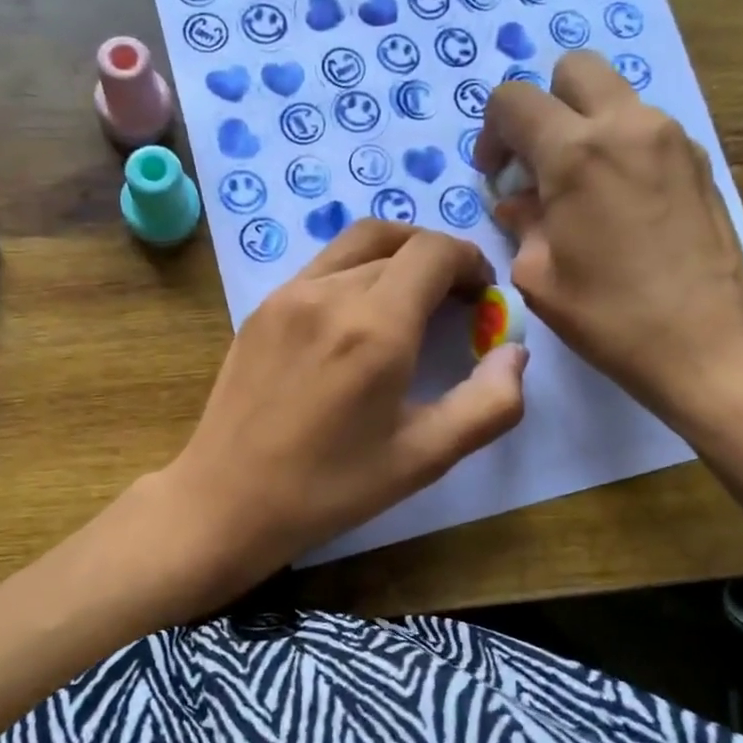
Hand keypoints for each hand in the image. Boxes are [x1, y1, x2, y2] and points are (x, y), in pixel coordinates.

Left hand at [159, 220, 526, 583]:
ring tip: (412, 299)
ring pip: (357, 243)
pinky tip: (359, 317)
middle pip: (399, 241)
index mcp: (375, 326)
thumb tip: (515, 352)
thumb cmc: (331, 488)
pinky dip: (357, 269)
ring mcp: (288, 295)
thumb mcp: (424, 458)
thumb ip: (488, 404)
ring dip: (397, 255)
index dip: (469, 262)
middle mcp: (329, 293)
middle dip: (438, 261)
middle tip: (454, 302)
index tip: (481, 297)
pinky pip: (322, 266)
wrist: (227, 500)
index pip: (434, 251)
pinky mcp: (262, 307)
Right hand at [477, 51, 742, 424]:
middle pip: (573, 70)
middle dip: (543, 105)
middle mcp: (626, 126)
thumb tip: (517, 203)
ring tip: (578, 187)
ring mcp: (671, 137)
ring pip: (615, 96)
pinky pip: (645, 128)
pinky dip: (619, 146)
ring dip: (584, 125)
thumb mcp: (539, 277)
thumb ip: (521, 224)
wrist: (710, 344)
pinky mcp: (699, 159)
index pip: (514, 100)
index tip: (496, 174)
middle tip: (536, 160)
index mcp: (576, 153)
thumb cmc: (611, 317)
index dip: (492, 131)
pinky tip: (618, 203)